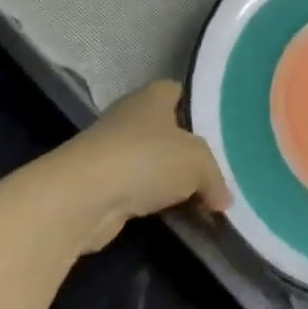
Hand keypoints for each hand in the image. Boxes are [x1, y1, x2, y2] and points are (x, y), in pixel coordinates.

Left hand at [44, 80, 230, 250]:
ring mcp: (112, 152)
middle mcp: (130, 118)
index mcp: (153, 96)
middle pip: (167, 130)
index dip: (198, 105)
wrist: (82, 198)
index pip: (179, 91)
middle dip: (188, 150)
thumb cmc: (146, 159)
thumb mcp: (198, 162)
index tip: (219, 126)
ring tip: (203, 197)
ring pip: (153, 162)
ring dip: (171, 180)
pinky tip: (176, 216)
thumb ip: (215, 178)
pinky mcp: (102, 186)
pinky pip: (139, 190)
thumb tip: (225, 200)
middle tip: (217, 167)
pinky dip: (155, 202)